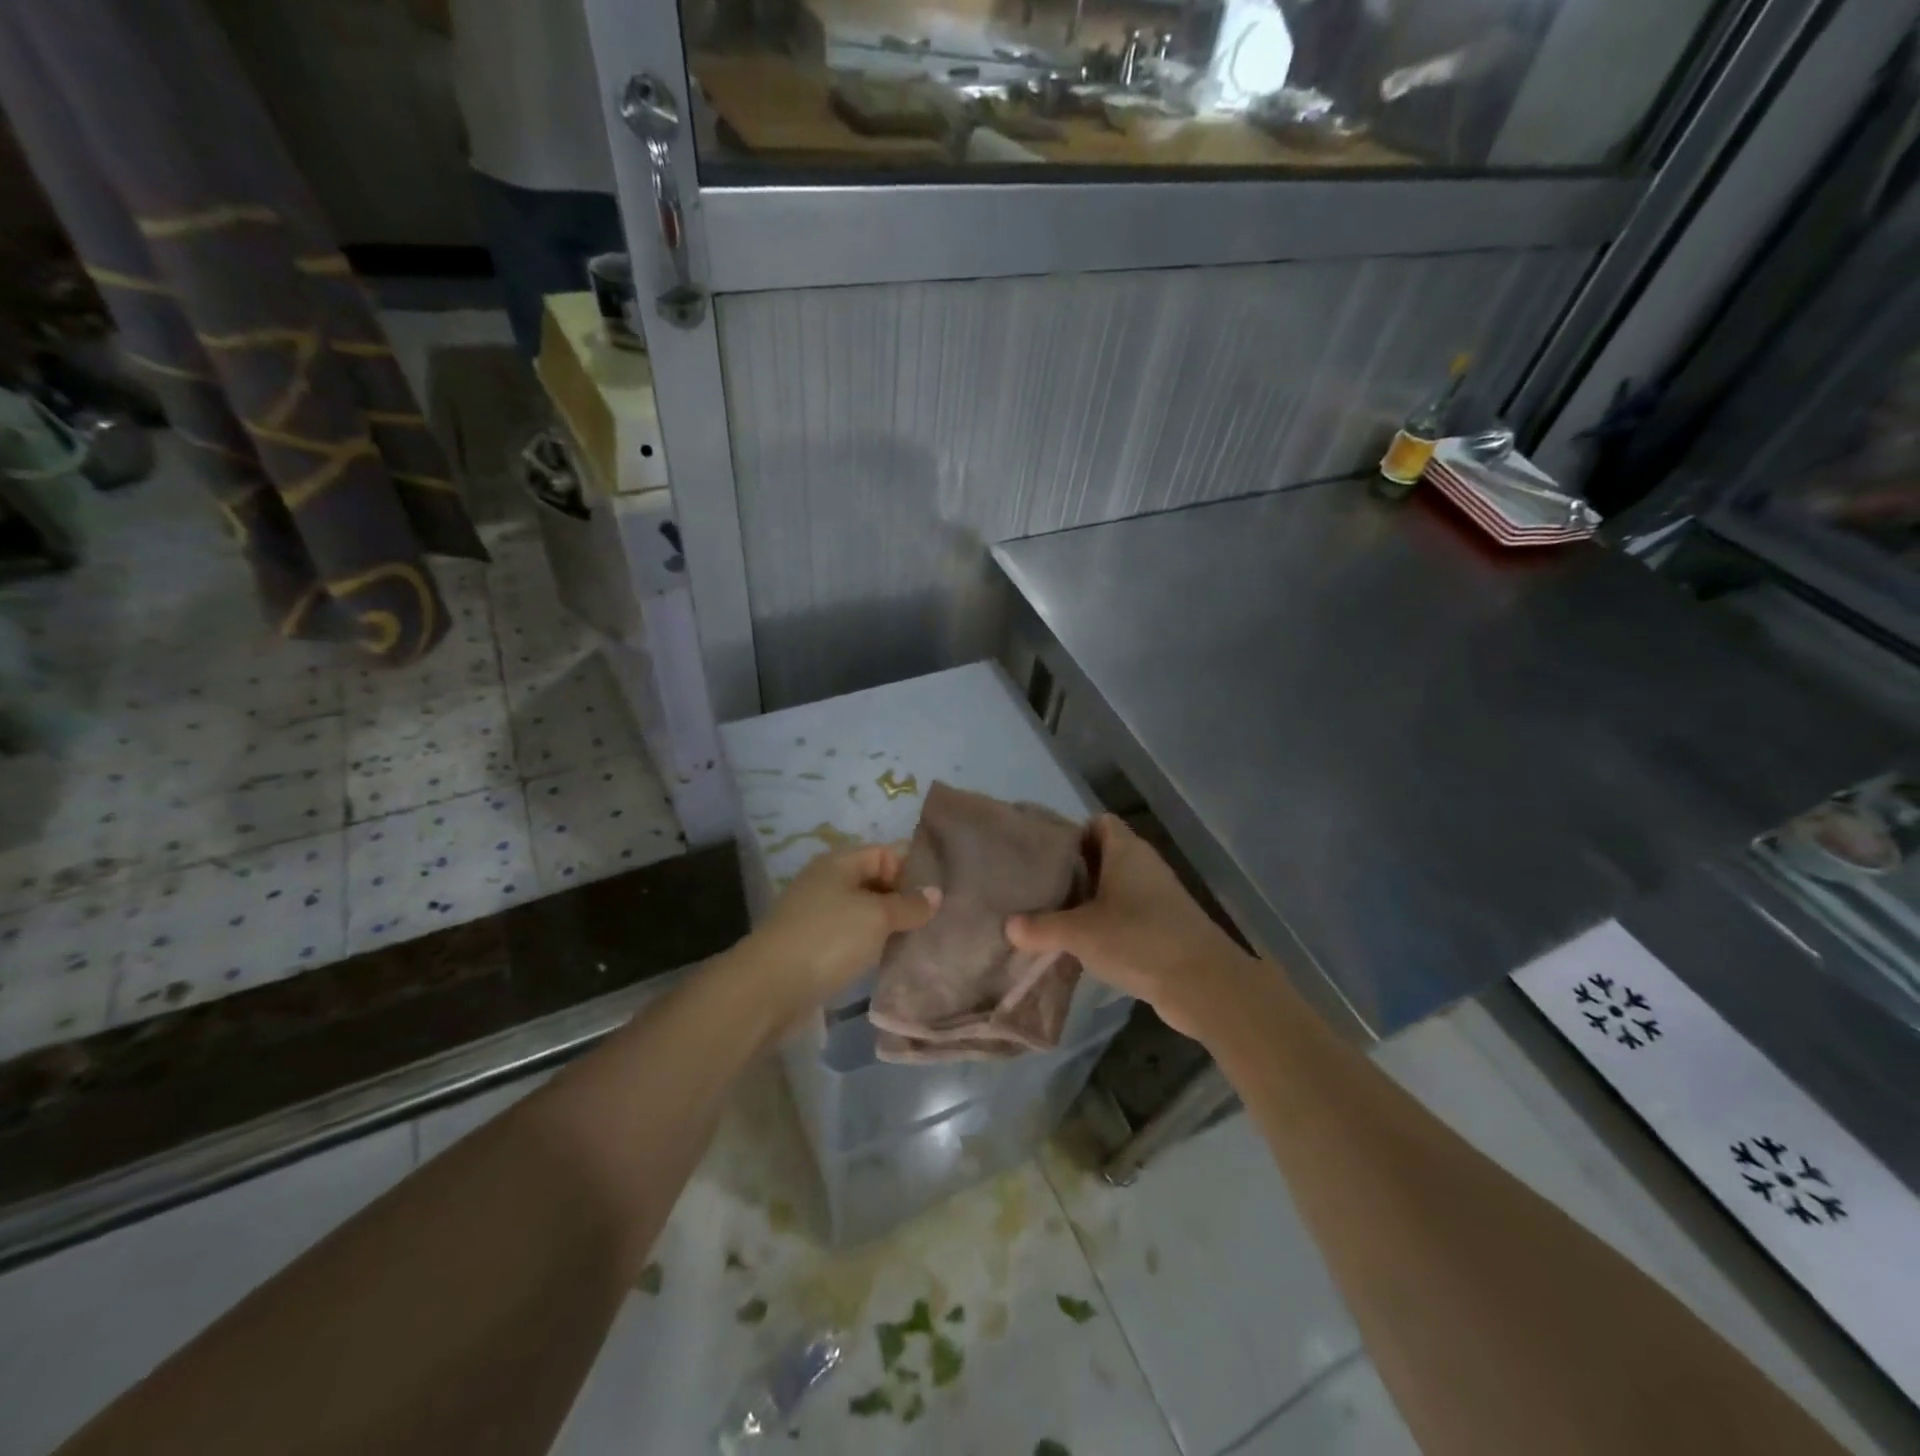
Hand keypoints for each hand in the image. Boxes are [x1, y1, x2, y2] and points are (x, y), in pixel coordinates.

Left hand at [741, 843, 937, 1018]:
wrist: (769, 988)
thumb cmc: (828, 939)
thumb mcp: (876, 917)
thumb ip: (909, 904)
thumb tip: (935, 894)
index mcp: (839, 862)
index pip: (886, 853)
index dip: (914, 867)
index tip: (945, 889)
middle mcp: (827, 882)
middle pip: (876, 881)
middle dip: (906, 898)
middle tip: (941, 917)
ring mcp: (818, 915)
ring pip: (865, 912)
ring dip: (891, 925)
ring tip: (925, 938)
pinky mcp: (814, 947)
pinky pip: (853, 937)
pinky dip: (873, 944)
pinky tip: (894, 958)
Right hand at [1007, 815, 1252, 1039]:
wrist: (1203, 985)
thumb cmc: (1139, 940)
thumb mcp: (1080, 933)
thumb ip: (1041, 927)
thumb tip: (1009, 926)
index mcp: (1126, 850)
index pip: (1097, 823)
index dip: (1070, 833)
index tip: (1040, 855)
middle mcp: (1143, 866)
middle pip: (1101, 856)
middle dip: (1071, 871)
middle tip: (1036, 888)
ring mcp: (1157, 897)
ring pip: (1113, 889)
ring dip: (1086, 902)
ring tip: (1049, 917)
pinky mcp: (1164, 928)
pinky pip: (1126, 916)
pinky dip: (1104, 925)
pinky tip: (1079, 946)